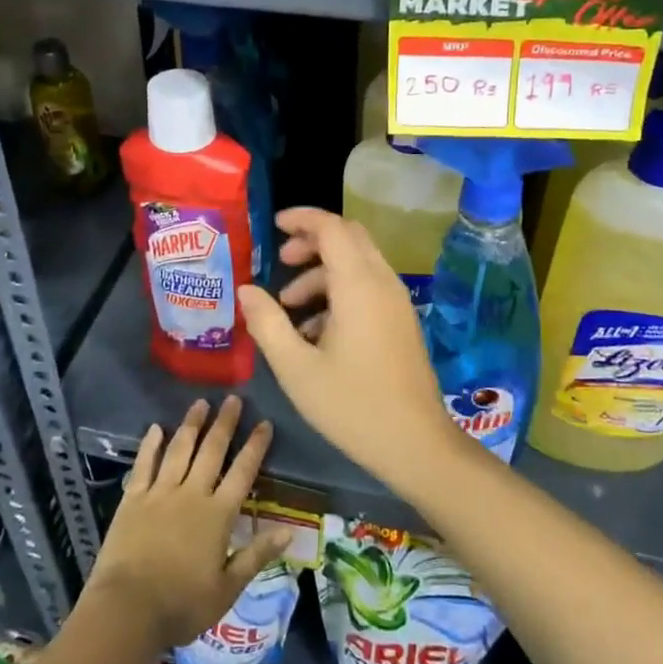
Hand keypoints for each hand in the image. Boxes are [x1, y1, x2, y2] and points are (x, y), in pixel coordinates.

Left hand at [87, 396, 286, 649]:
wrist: (127, 609)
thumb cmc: (182, 605)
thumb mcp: (227, 588)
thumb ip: (257, 555)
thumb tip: (289, 531)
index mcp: (218, 515)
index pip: (242, 472)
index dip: (255, 447)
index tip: (264, 423)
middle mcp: (191, 494)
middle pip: (211, 451)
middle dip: (224, 423)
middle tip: (233, 399)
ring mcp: (160, 493)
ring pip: (179, 450)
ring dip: (191, 425)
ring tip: (200, 403)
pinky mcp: (133, 499)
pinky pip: (144, 465)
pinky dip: (151, 445)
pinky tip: (156, 428)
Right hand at [237, 208, 460, 487]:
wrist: (416, 444)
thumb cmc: (352, 405)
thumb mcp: (297, 368)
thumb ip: (268, 323)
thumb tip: (246, 290)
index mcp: (358, 285)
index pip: (332, 227)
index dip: (302, 218)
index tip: (273, 226)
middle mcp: (382, 283)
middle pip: (348, 238)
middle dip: (312, 241)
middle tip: (280, 261)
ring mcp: (396, 302)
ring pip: (358, 263)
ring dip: (322, 272)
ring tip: (288, 307)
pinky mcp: (401, 321)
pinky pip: (368, 287)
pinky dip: (339, 292)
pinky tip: (315, 331)